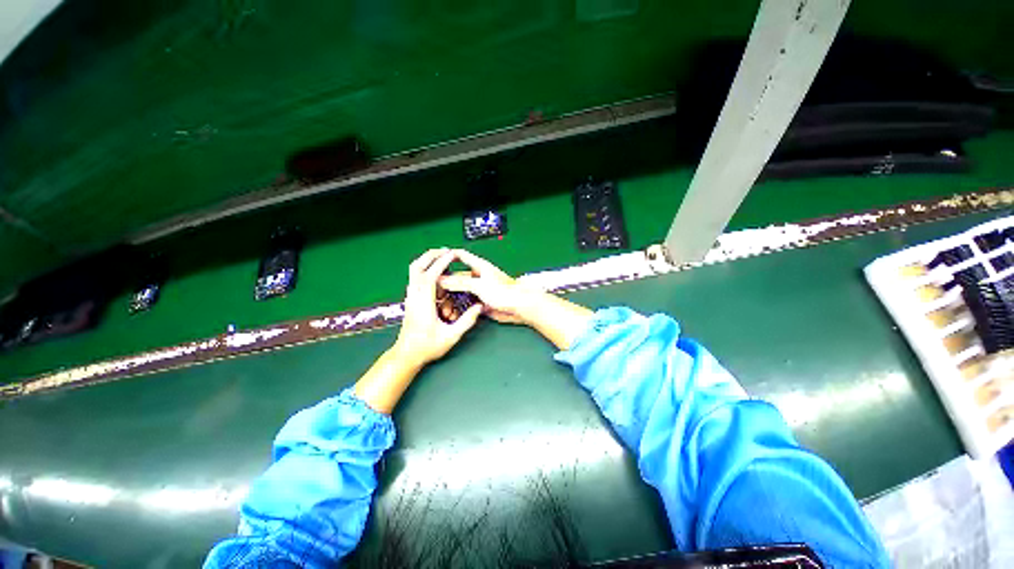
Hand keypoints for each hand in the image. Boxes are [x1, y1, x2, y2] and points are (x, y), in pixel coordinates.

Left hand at [393, 248, 483, 366]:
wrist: (406, 355)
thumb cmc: (427, 347)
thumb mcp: (451, 336)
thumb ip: (467, 321)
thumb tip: (479, 307)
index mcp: (423, 303)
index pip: (430, 276)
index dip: (441, 263)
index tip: (452, 254)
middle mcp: (414, 296)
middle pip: (416, 267)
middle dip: (430, 255)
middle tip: (446, 251)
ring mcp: (410, 297)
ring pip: (413, 271)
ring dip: (427, 261)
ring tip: (443, 258)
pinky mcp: (410, 299)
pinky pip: (415, 278)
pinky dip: (425, 269)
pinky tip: (437, 273)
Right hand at [441, 249, 593, 349]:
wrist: (519, 307)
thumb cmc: (504, 291)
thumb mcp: (479, 285)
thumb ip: (460, 282)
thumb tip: (441, 280)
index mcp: (479, 266)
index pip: (460, 255)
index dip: (447, 255)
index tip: (433, 259)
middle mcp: (478, 276)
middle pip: (457, 276)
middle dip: (445, 283)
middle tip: (431, 291)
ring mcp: (480, 290)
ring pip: (461, 291)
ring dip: (451, 297)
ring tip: (440, 304)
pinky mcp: (482, 301)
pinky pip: (467, 302)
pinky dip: (459, 306)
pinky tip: (451, 312)